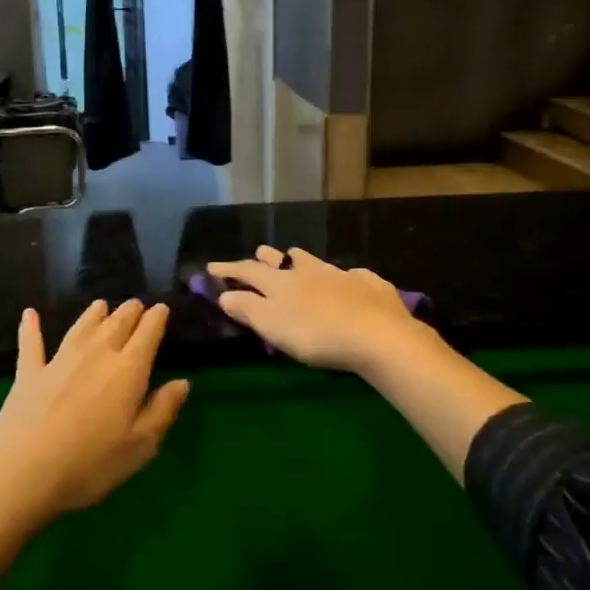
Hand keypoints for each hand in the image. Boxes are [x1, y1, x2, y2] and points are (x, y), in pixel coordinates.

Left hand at [0, 299, 189, 514]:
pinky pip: (31, 343)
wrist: (24, 472)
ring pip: (81, 326)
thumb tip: (182, 382)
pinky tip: (30, 314)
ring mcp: (59, 360)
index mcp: (128, 370)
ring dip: (93, 313)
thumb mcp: (141, 446)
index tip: (162, 309)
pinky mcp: (29, 372)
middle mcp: (96, 354)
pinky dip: (31, 327)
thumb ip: (163, 410)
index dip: (157, 318)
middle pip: (116, 323)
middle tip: (136, 305)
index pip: (147, 333)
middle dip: (129, 311)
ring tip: (101, 304)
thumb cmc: (91, 464)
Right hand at [205, 247, 430, 374]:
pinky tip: (349, 281)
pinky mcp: (369, 285)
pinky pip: (352, 276)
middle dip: (266, 258)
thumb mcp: (273, 325)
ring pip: (315, 261)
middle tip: (258, 254)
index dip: (229, 269)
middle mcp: (308, 271)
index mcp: (281, 283)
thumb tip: (225, 293)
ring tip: (296, 259)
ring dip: (301, 260)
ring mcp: (341, 275)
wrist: (377, 334)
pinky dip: (343, 277)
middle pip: (282, 260)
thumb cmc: (316, 334)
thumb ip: (247, 308)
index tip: (211, 267)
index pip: (248, 271)